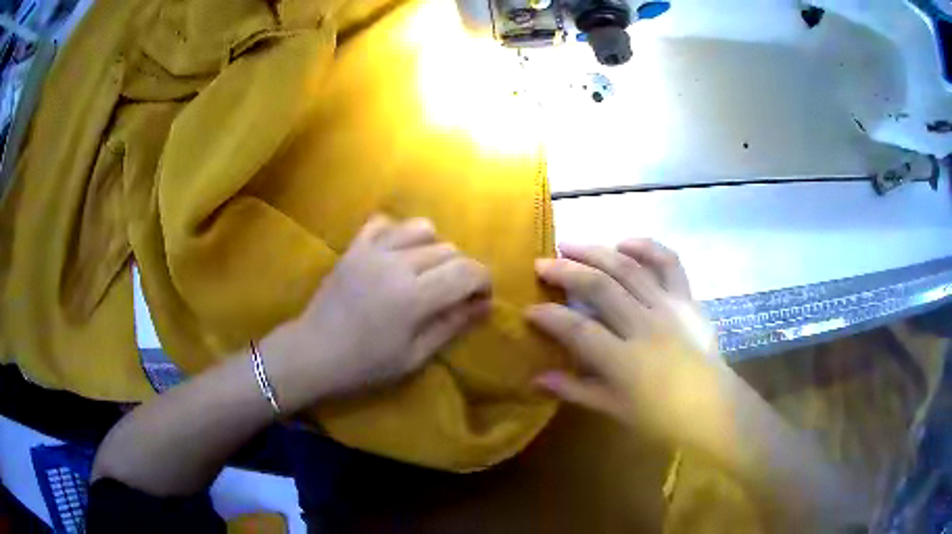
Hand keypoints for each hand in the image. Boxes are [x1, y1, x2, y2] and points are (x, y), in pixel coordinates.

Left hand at [261, 215, 491, 410]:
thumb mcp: (414, 356)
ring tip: (425, 271)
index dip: (483, 281)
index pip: (467, 271)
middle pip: (449, 249)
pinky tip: (394, 255)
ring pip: (421, 228)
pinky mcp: (354, 247)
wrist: (313, 352)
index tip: (481, 299)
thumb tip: (485, 305)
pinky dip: (397, 233)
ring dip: (433, 247)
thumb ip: (452, 325)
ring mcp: (372, 250)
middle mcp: (397, 263)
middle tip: (452, 295)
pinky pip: (384, 222)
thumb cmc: (365, 364)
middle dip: (461, 270)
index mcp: (414, 296)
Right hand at [527, 239, 732, 445]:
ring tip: (571, 245)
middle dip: (565, 271)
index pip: (577, 329)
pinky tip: (624, 243)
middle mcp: (644, 325)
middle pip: (599, 287)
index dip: (549, 316)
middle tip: (541, 263)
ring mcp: (668, 307)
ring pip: (628, 268)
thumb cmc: (661, 417)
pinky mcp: (687, 298)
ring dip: (596, 252)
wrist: (713, 407)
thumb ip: (575, 390)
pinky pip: (668, 263)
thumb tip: (535, 378)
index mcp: (624, 360)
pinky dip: (647, 247)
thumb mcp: (614, 408)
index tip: (529, 310)